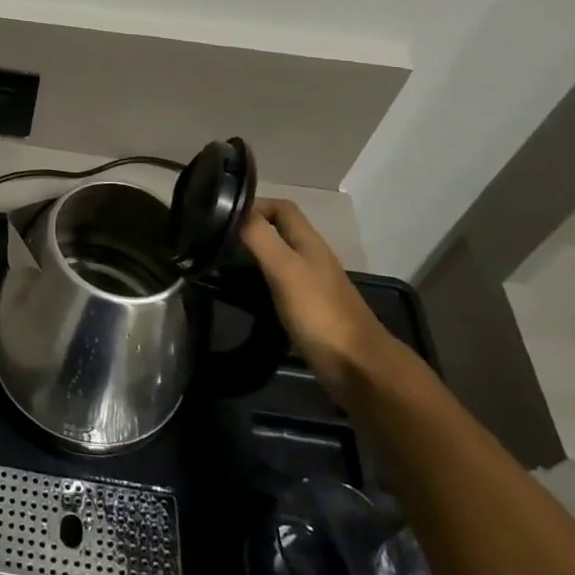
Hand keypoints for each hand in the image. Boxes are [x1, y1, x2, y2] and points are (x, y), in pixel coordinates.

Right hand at [241, 198, 399, 407]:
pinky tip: (241, 296)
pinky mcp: (309, 312)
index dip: (254, 204)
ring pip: (277, 259)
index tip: (221, 217)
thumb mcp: (285, 269)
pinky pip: (279, 286)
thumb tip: (233, 209)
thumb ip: (260, 237)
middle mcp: (312, 259)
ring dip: (252, 258)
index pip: (282, 208)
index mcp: (309, 243)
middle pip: (278, 232)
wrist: (359, 369)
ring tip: (220, 266)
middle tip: (214, 242)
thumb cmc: (321, 313)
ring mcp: (312, 286)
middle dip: (248, 231)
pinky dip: (259, 285)